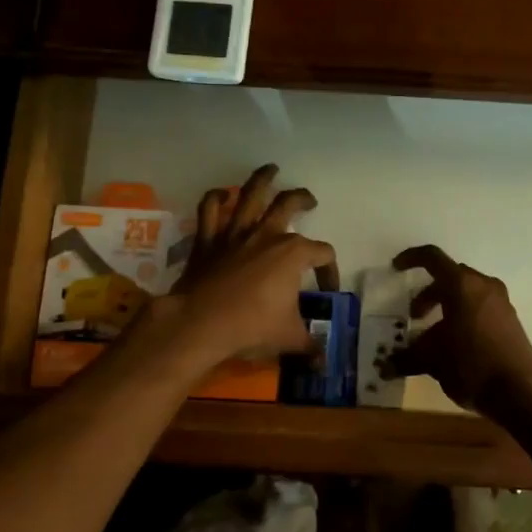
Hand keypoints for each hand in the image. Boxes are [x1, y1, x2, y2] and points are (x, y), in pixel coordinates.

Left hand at [155, 165, 337, 368]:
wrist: (201, 322)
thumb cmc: (252, 327)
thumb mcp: (289, 338)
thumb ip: (309, 345)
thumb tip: (323, 362)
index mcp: (293, 253)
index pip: (323, 253)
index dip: (329, 270)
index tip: (326, 290)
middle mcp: (267, 234)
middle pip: (289, 204)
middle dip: (303, 198)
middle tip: (309, 200)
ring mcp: (235, 233)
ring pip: (250, 195)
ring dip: (262, 179)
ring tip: (271, 169)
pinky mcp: (208, 239)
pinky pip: (210, 210)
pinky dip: (215, 198)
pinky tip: (221, 194)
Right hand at [384, 245, 531, 416]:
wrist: (521, 391)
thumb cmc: (471, 365)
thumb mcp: (432, 360)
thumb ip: (407, 358)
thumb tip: (385, 367)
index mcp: (462, 285)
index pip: (432, 258)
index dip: (411, 259)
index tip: (396, 268)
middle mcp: (483, 286)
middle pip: (450, 277)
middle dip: (428, 293)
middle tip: (415, 315)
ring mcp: (501, 302)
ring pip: (467, 292)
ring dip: (446, 306)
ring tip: (434, 335)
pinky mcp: (511, 320)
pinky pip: (481, 307)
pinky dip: (463, 316)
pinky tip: (456, 344)